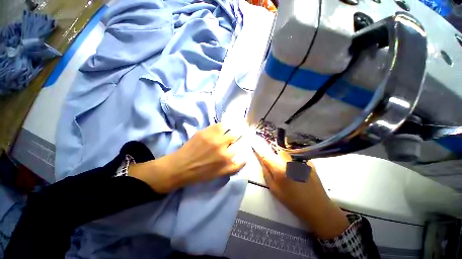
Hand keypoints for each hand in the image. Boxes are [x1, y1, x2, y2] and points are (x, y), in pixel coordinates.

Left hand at [129, 123, 245, 192]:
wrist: (181, 167)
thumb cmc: (201, 173)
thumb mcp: (220, 174)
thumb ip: (235, 167)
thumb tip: (245, 159)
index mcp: (226, 156)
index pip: (239, 145)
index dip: (240, 143)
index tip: (239, 142)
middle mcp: (221, 144)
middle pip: (235, 134)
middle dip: (236, 134)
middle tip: (234, 135)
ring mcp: (212, 136)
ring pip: (227, 127)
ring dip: (229, 128)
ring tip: (228, 129)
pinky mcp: (204, 131)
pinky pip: (216, 125)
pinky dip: (220, 126)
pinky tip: (219, 128)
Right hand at [252, 136, 348, 238]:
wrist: (317, 207)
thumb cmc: (293, 201)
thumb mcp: (275, 190)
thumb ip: (266, 173)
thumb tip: (262, 161)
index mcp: (280, 169)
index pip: (265, 155)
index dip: (259, 149)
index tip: (253, 143)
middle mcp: (290, 161)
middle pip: (276, 150)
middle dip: (273, 153)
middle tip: (275, 163)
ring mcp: (301, 160)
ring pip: (286, 152)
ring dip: (282, 155)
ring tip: (286, 167)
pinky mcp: (309, 161)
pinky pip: (296, 155)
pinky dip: (292, 158)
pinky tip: (297, 168)